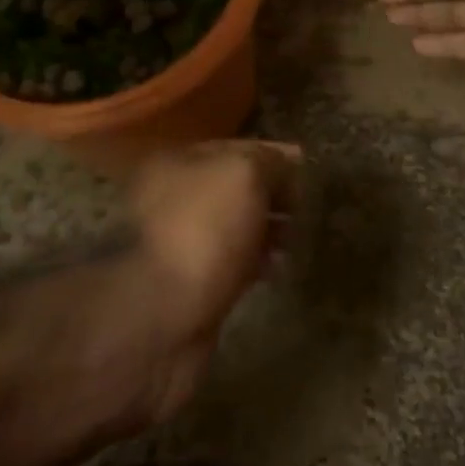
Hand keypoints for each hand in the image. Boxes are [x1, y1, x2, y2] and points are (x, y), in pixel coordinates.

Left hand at [125, 140, 301, 420]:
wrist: (157, 319)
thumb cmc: (201, 230)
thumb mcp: (243, 175)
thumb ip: (269, 162)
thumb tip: (286, 166)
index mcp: (177, 161)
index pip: (235, 147)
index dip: (272, 154)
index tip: (307, 166)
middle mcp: (172, 197)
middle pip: (233, 187)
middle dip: (271, 193)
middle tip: (307, 203)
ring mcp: (179, 245)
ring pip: (233, 226)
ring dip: (266, 228)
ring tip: (299, 236)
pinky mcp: (190, 287)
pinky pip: (231, 263)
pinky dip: (256, 261)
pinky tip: (279, 266)